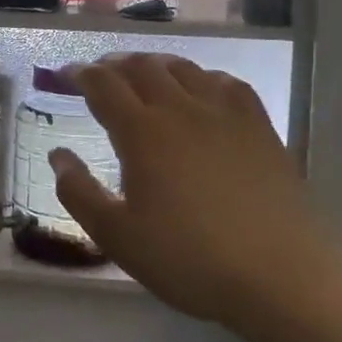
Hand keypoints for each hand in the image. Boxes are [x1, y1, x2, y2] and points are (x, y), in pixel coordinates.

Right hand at [52, 54, 341, 338]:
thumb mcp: (118, 237)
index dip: (80, 74)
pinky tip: (201, 89)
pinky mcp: (259, 128)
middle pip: (141, 67)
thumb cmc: (189, 259)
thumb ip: (79, 193)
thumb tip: (58, 155)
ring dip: (154, 64)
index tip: (64, 74)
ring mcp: (224, 114)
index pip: (103, 85)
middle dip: (113, 64)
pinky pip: (226, 83)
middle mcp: (180, 109)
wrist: (283, 277)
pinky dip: (202, 77)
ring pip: (182, 68)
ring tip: (142, 74)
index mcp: (142, 131)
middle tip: (98, 74)